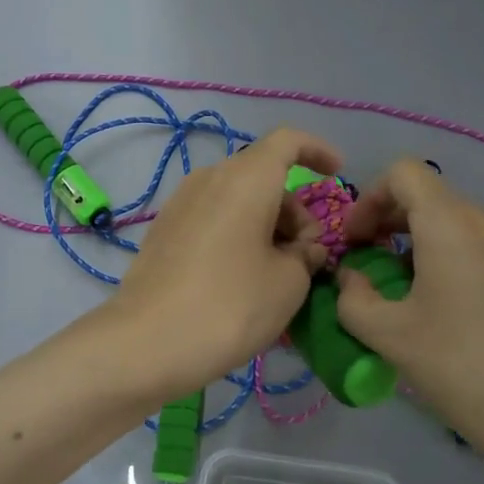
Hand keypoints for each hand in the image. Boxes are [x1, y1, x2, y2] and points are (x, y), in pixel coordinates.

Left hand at [105, 128, 343, 402]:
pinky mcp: (163, 231)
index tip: (336, 174)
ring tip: (278, 274)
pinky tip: (243, 278)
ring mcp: (180, 203)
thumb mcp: (288, 283)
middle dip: (293, 209)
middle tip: (307, 256)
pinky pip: (213, 218)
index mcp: (246, 178)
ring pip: (236, 199)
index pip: (288, 141)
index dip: (317, 151)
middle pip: (262, 176)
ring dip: (265, 225)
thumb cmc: (230, 305)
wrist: (147, 342)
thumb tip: (303, 248)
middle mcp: (210, 178)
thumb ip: (306, 255)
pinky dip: (237, 235)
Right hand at [334, 160, 483, 483]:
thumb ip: (354, 298)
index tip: (355, 241)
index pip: (403, 174)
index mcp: (453, 223)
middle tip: (369, 267)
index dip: (368, 199)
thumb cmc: (463, 369)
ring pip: (455, 223)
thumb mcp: (390, 336)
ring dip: (419, 244)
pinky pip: (481, 244)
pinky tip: (444, 304)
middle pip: (428, 197)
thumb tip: (350, 276)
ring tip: (404, 292)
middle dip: (389, 224)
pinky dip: (450, 258)